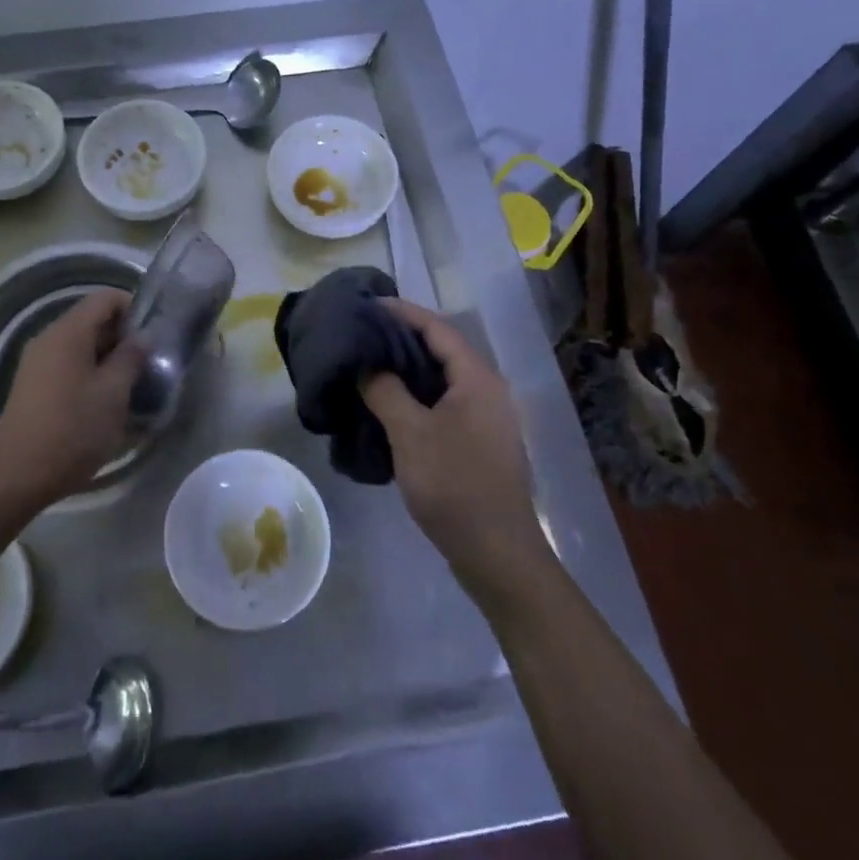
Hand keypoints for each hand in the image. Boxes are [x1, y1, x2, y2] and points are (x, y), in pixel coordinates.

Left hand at [0, 287, 144, 508]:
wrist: (18, 476)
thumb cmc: (72, 430)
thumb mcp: (113, 394)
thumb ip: (131, 358)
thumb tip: (143, 336)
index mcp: (68, 332)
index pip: (105, 298)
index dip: (133, 308)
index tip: (152, 336)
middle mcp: (48, 338)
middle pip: (91, 319)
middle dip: (122, 335)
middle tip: (146, 363)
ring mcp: (37, 361)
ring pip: (80, 343)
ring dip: (107, 356)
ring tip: (129, 384)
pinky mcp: (32, 384)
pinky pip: (67, 362)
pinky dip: (89, 370)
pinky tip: (103, 399)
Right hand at [360, 299, 546, 592]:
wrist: (497, 554)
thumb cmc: (454, 486)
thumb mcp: (410, 434)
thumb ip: (385, 391)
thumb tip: (367, 364)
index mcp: (477, 378)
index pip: (437, 328)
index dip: (402, 312)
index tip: (367, 304)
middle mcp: (487, 389)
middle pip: (441, 349)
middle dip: (401, 338)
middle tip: (361, 333)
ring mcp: (486, 417)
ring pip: (441, 377)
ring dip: (407, 368)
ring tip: (368, 364)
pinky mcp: (479, 441)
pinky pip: (443, 402)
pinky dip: (416, 394)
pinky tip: (389, 403)